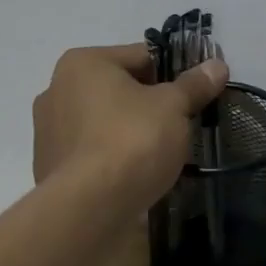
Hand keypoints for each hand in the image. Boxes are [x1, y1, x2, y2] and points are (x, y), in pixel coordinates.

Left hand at [33, 44, 229, 207]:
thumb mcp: (173, 107)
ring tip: (160, 152)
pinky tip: (134, 174)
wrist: (89, 209)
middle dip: (149, 103)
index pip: (140, 56)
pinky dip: (112, 157)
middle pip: (119, 88)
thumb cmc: (132, 140)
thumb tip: (217, 65)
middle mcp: (56, 89)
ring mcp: (48, 131)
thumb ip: (194, 85)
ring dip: (129, 131)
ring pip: (104, 121)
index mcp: (83, 63)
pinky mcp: (48, 168)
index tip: (194, 93)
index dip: (173, 73)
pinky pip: (91, 151)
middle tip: (180, 124)